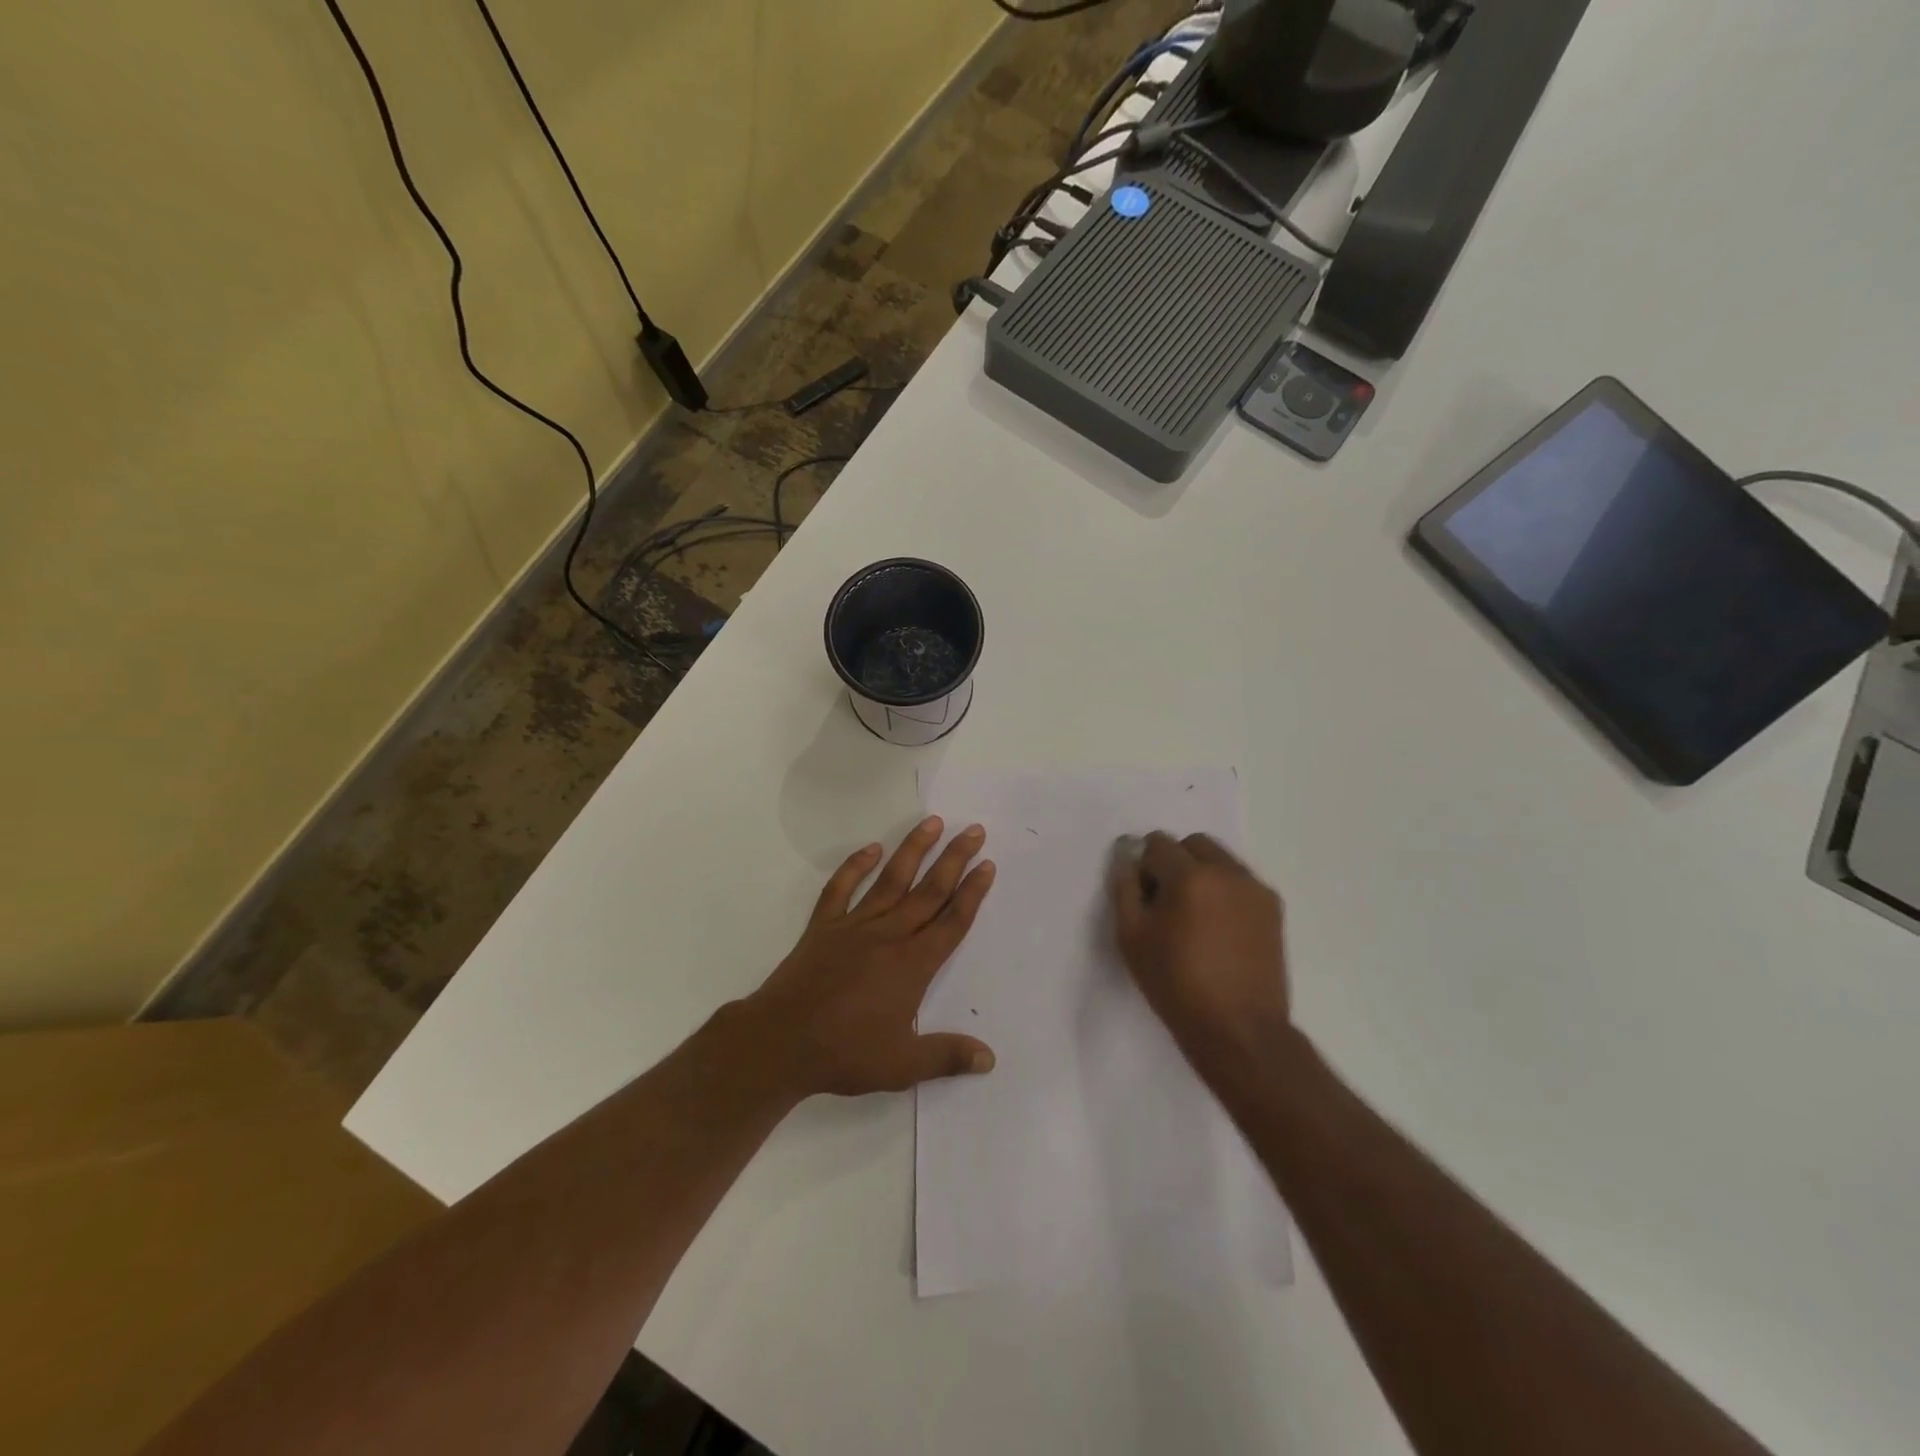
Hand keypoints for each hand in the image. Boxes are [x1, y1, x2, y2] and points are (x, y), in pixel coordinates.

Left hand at [738, 817, 997, 1097]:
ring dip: (913, 850)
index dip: (973, 893)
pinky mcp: (824, 927)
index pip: (952, 921)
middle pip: (929, 891)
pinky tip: (870, 849)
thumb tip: (989, 1059)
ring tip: (932, 822)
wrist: (781, 1043)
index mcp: (913, 965)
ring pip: (891, 880)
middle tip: (974, 830)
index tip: (987, 865)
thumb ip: (947, 1056)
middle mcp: (889, 936)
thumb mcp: (902, 1065)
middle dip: (955, 859)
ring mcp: (854, 926)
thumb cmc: (845, 1054)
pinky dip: (855, 867)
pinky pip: (841, 889)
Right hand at [1108, 832, 1291, 1080]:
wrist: (1239, 1030)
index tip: (1145, 900)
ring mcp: (1255, 889)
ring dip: (1201, 874)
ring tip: (1195, 918)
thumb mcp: (1131, 938)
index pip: (1157, 844)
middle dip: (1175, 862)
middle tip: (1167, 904)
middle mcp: (1228, 872)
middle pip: (1192, 844)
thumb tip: (1126, 856)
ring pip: (1220, 859)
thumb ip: (1124, 887)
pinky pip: (1240, 882)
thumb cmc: (1176, 985)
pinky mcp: (1273, 908)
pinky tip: (1218, 930)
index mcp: (1191, 876)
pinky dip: (1224, 892)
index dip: (1144, 868)